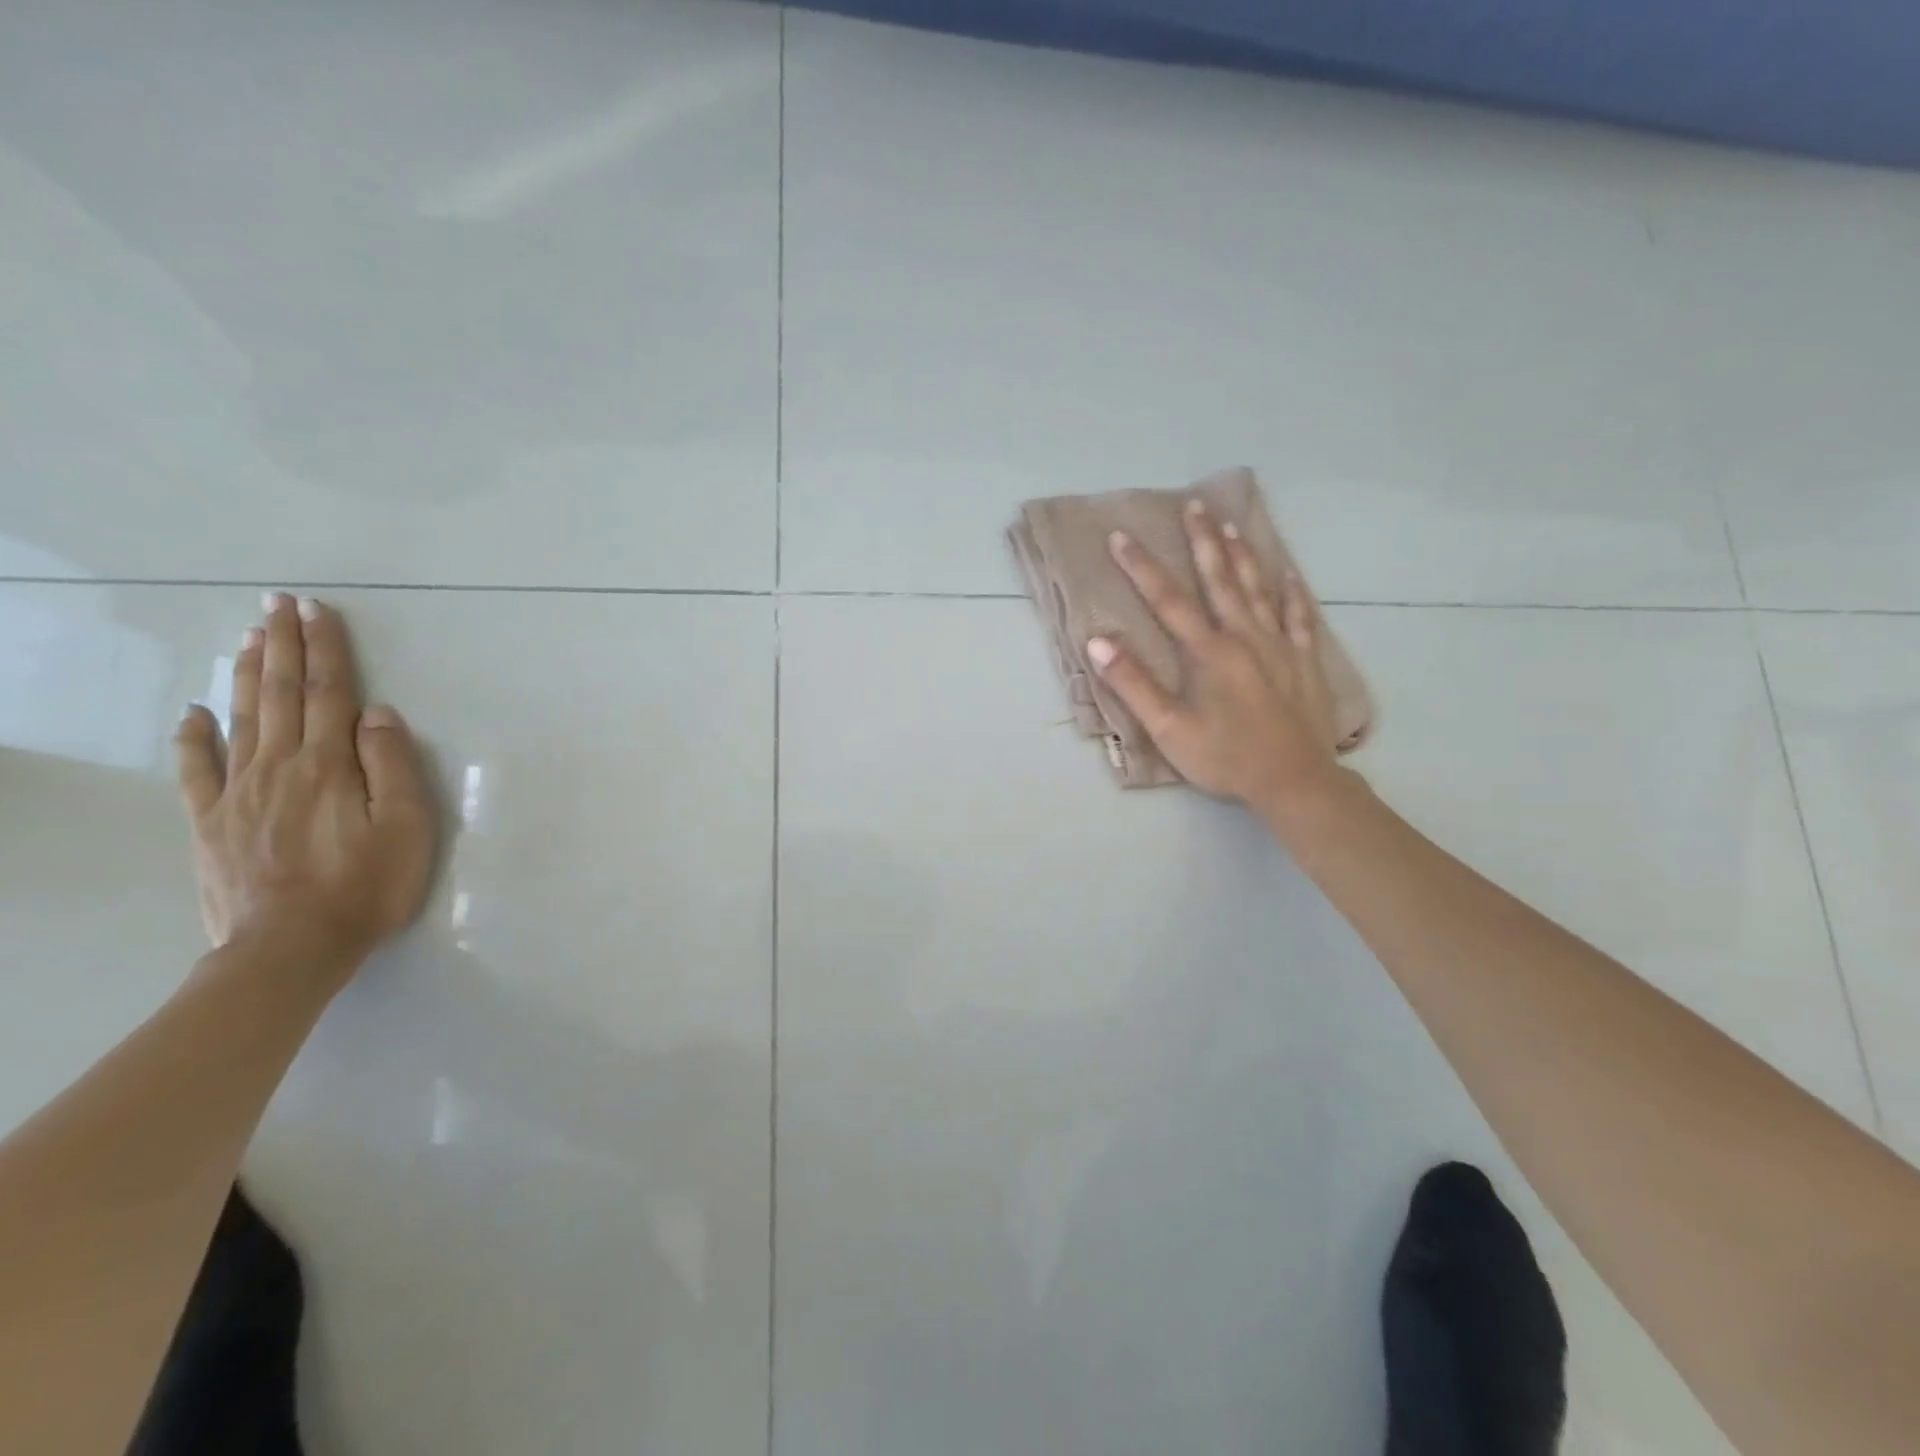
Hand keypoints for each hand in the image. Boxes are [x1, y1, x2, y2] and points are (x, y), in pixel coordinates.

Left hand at [173, 595, 435, 986]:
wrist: (291, 948)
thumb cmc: (366, 886)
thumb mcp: (406, 827)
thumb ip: (391, 766)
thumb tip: (377, 714)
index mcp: (329, 765)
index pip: (329, 693)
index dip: (325, 650)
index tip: (317, 610)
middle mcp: (279, 767)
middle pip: (280, 695)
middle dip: (283, 646)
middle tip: (278, 605)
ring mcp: (238, 793)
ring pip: (241, 720)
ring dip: (245, 675)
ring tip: (248, 638)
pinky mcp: (212, 823)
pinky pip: (197, 771)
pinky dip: (193, 737)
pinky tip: (193, 713)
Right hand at [1087, 501, 1350, 814]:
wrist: (1294, 781)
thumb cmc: (1225, 758)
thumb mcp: (1168, 729)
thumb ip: (1133, 684)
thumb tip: (1098, 643)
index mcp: (1207, 652)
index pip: (1168, 600)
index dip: (1141, 567)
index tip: (1120, 536)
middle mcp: (1243, 637)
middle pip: (1220, 579)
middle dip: (1203, 540)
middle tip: (1194, 505)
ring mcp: (1278, 646)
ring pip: (1258, 589)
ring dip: (1242, 555)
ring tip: (1231, 524)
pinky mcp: (1304, 661)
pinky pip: (1299, 617)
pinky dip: (1292, 592)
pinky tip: (1288, 574)